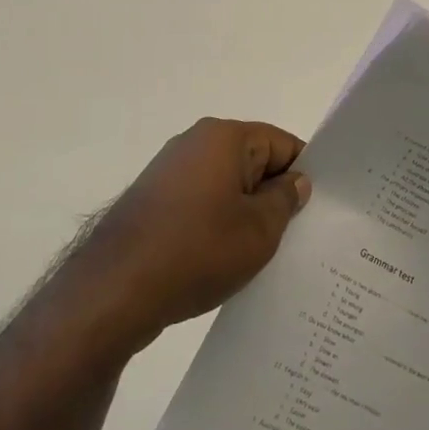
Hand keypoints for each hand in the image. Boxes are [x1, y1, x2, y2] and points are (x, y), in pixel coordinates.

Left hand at [69, 119, 309, 351]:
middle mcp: (195, 143)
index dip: (303, 175)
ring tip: (259, 254)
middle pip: (253, 162)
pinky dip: (215, 224)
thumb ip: (285, 200)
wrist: (113, 291)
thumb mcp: (259, 230)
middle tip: (294, 236)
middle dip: (273, 196)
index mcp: (225, 137)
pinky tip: (221, 260)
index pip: (282, 144)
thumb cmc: (197, 252)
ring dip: (243, 213)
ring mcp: (168, 171)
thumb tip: (295, 182)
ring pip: (226, 185)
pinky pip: (199, 203)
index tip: (315, 211)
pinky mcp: (151, 201)